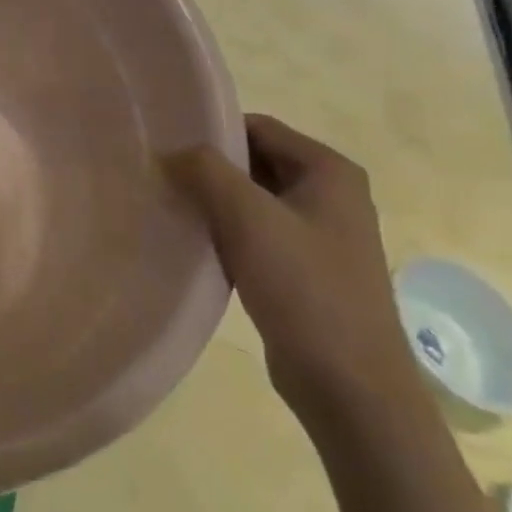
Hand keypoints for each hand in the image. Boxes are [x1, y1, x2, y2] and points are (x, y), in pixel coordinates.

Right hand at [166, 116, 419, 418]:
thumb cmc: (304, 288)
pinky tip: (198, 247)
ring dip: (216, 204)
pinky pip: (259, 235)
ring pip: (254, 201)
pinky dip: (228, 234)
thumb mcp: (248, 218)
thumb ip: (207, 172)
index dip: (213, 133)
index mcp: (329, 171)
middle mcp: (331, 195)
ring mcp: (320, 235)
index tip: (168, 147)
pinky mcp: (306, 269)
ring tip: (173, 209)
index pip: (259, 128)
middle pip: (257, 162)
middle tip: (163, 178)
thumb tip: (172, 151)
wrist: (349, 384)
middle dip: (211, 170)